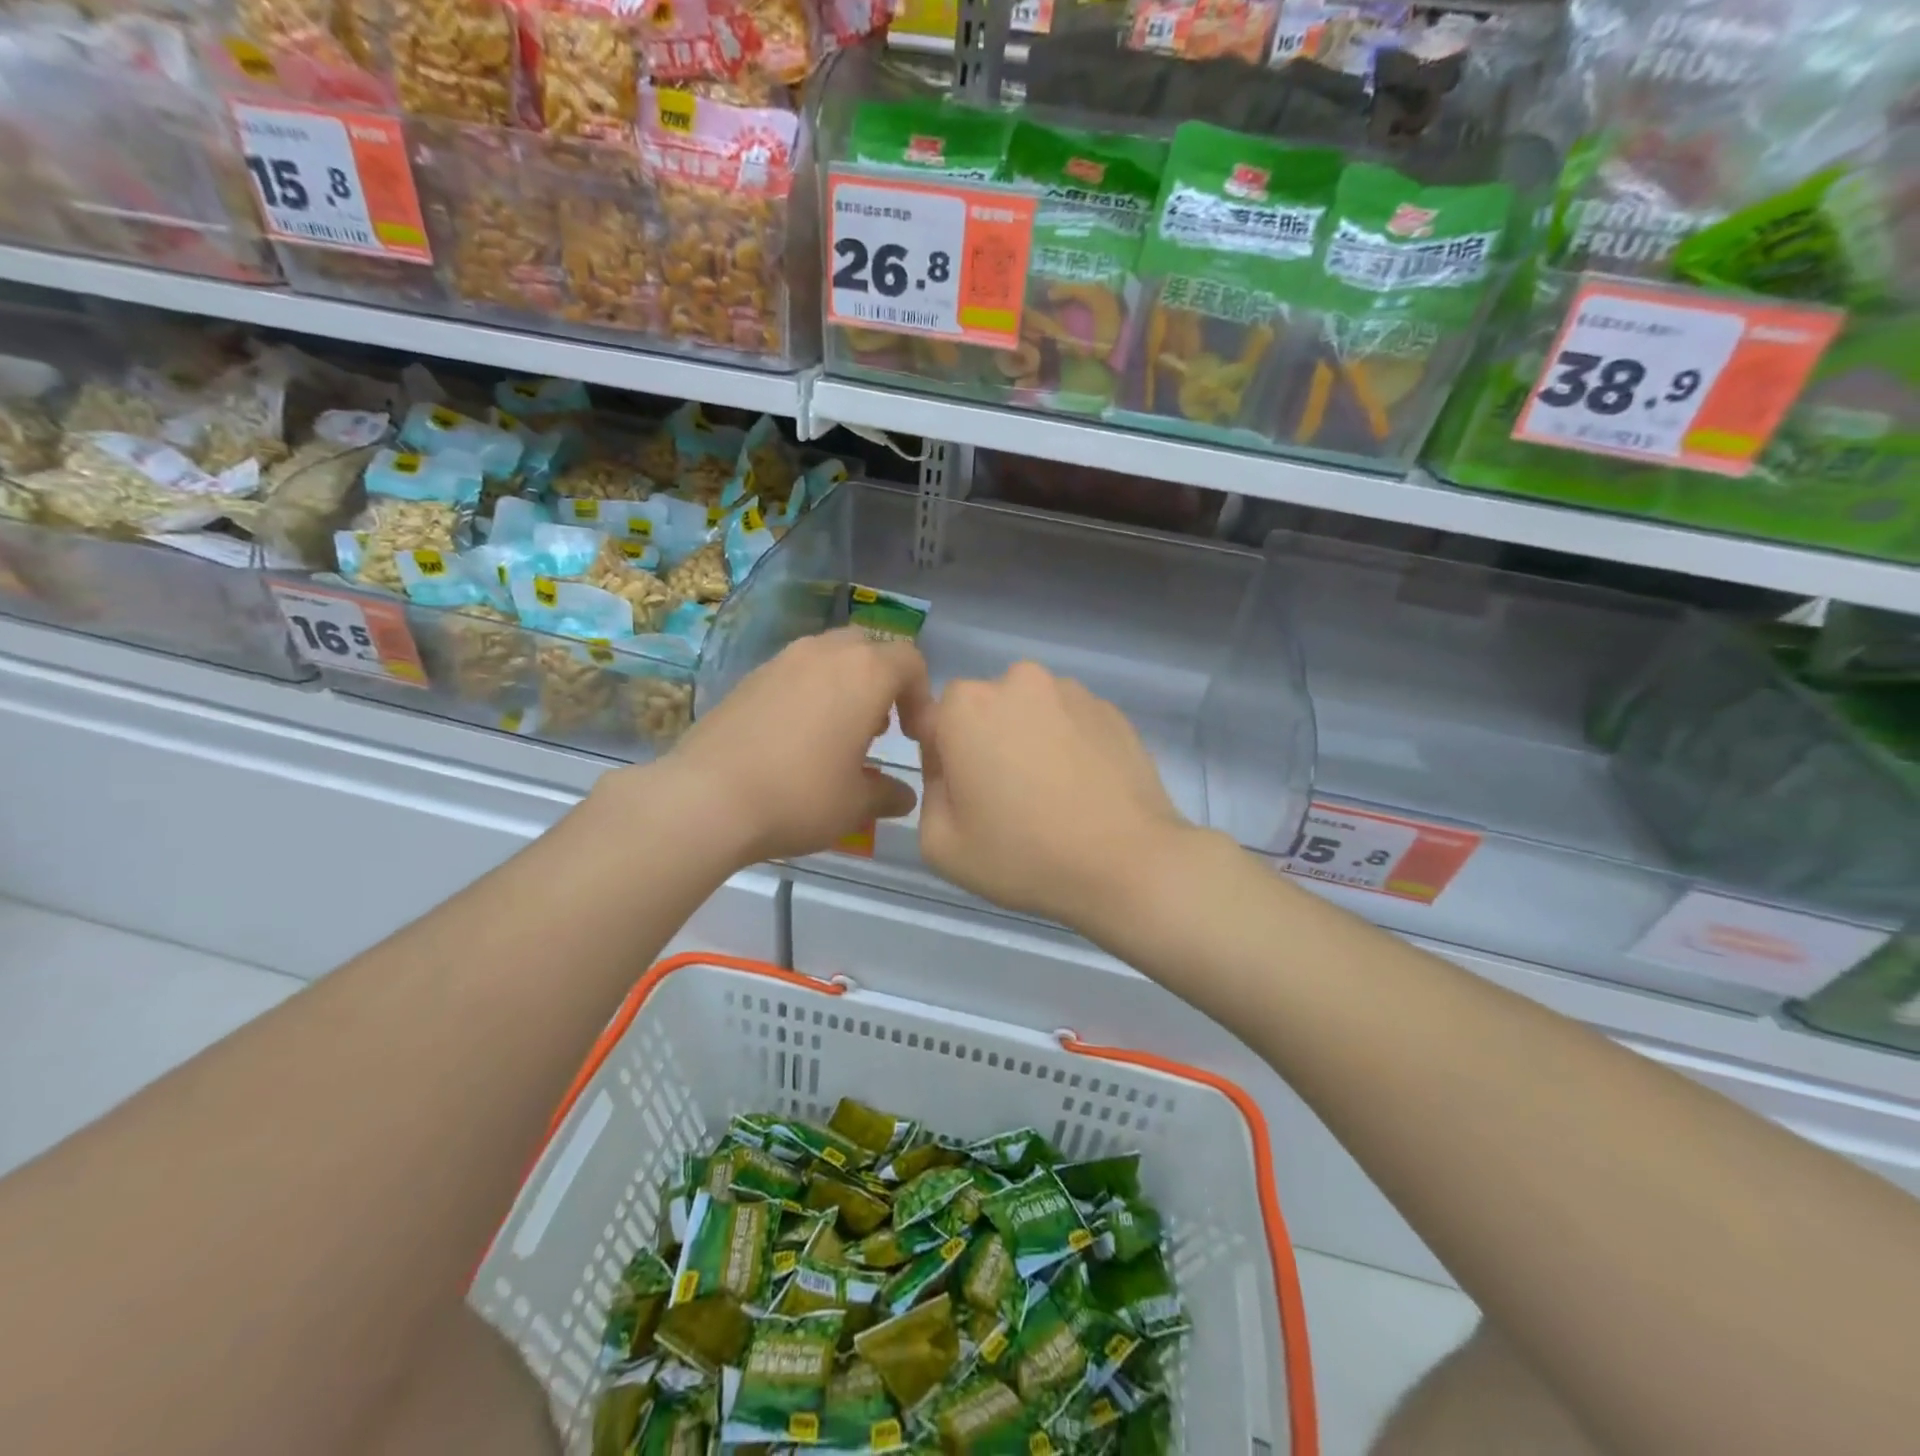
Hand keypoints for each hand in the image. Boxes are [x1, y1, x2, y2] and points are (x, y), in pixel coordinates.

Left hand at [661, 628, 930, 866]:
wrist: (707, 797)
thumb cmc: (799, 796)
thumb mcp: (855, 804)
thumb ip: (887, 794)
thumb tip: (903, 795)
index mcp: (864, 674)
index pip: (910, 661)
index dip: (920, 696)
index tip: (913, 736)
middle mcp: (825, 653)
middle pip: (868, 649)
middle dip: (881, 682)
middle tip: (877, 727)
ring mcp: (782, 660)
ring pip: (828, 656)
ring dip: (844, 685)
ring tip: (836, 734)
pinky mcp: (748, 677)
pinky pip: (794, 672)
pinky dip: (808, 693)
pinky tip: (794, 738)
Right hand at [917, 661, 1191, 928]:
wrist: (1127, 863)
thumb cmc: (1024, 855)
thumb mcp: (940, 844)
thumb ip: (929, 793)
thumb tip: (951, 770)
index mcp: (966, 706)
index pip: (935, 721)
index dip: (943, 760)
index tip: (964, 797)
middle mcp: (1017, 681)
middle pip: (986, 710)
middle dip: (987, 743)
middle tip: (1008, 797)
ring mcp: (1071, 691)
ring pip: (1031, 712)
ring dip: (1030, 740)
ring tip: (1052, 794)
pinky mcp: (1111, 709)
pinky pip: (1072, 722)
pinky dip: (1070, 745)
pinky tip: (1084, 789)